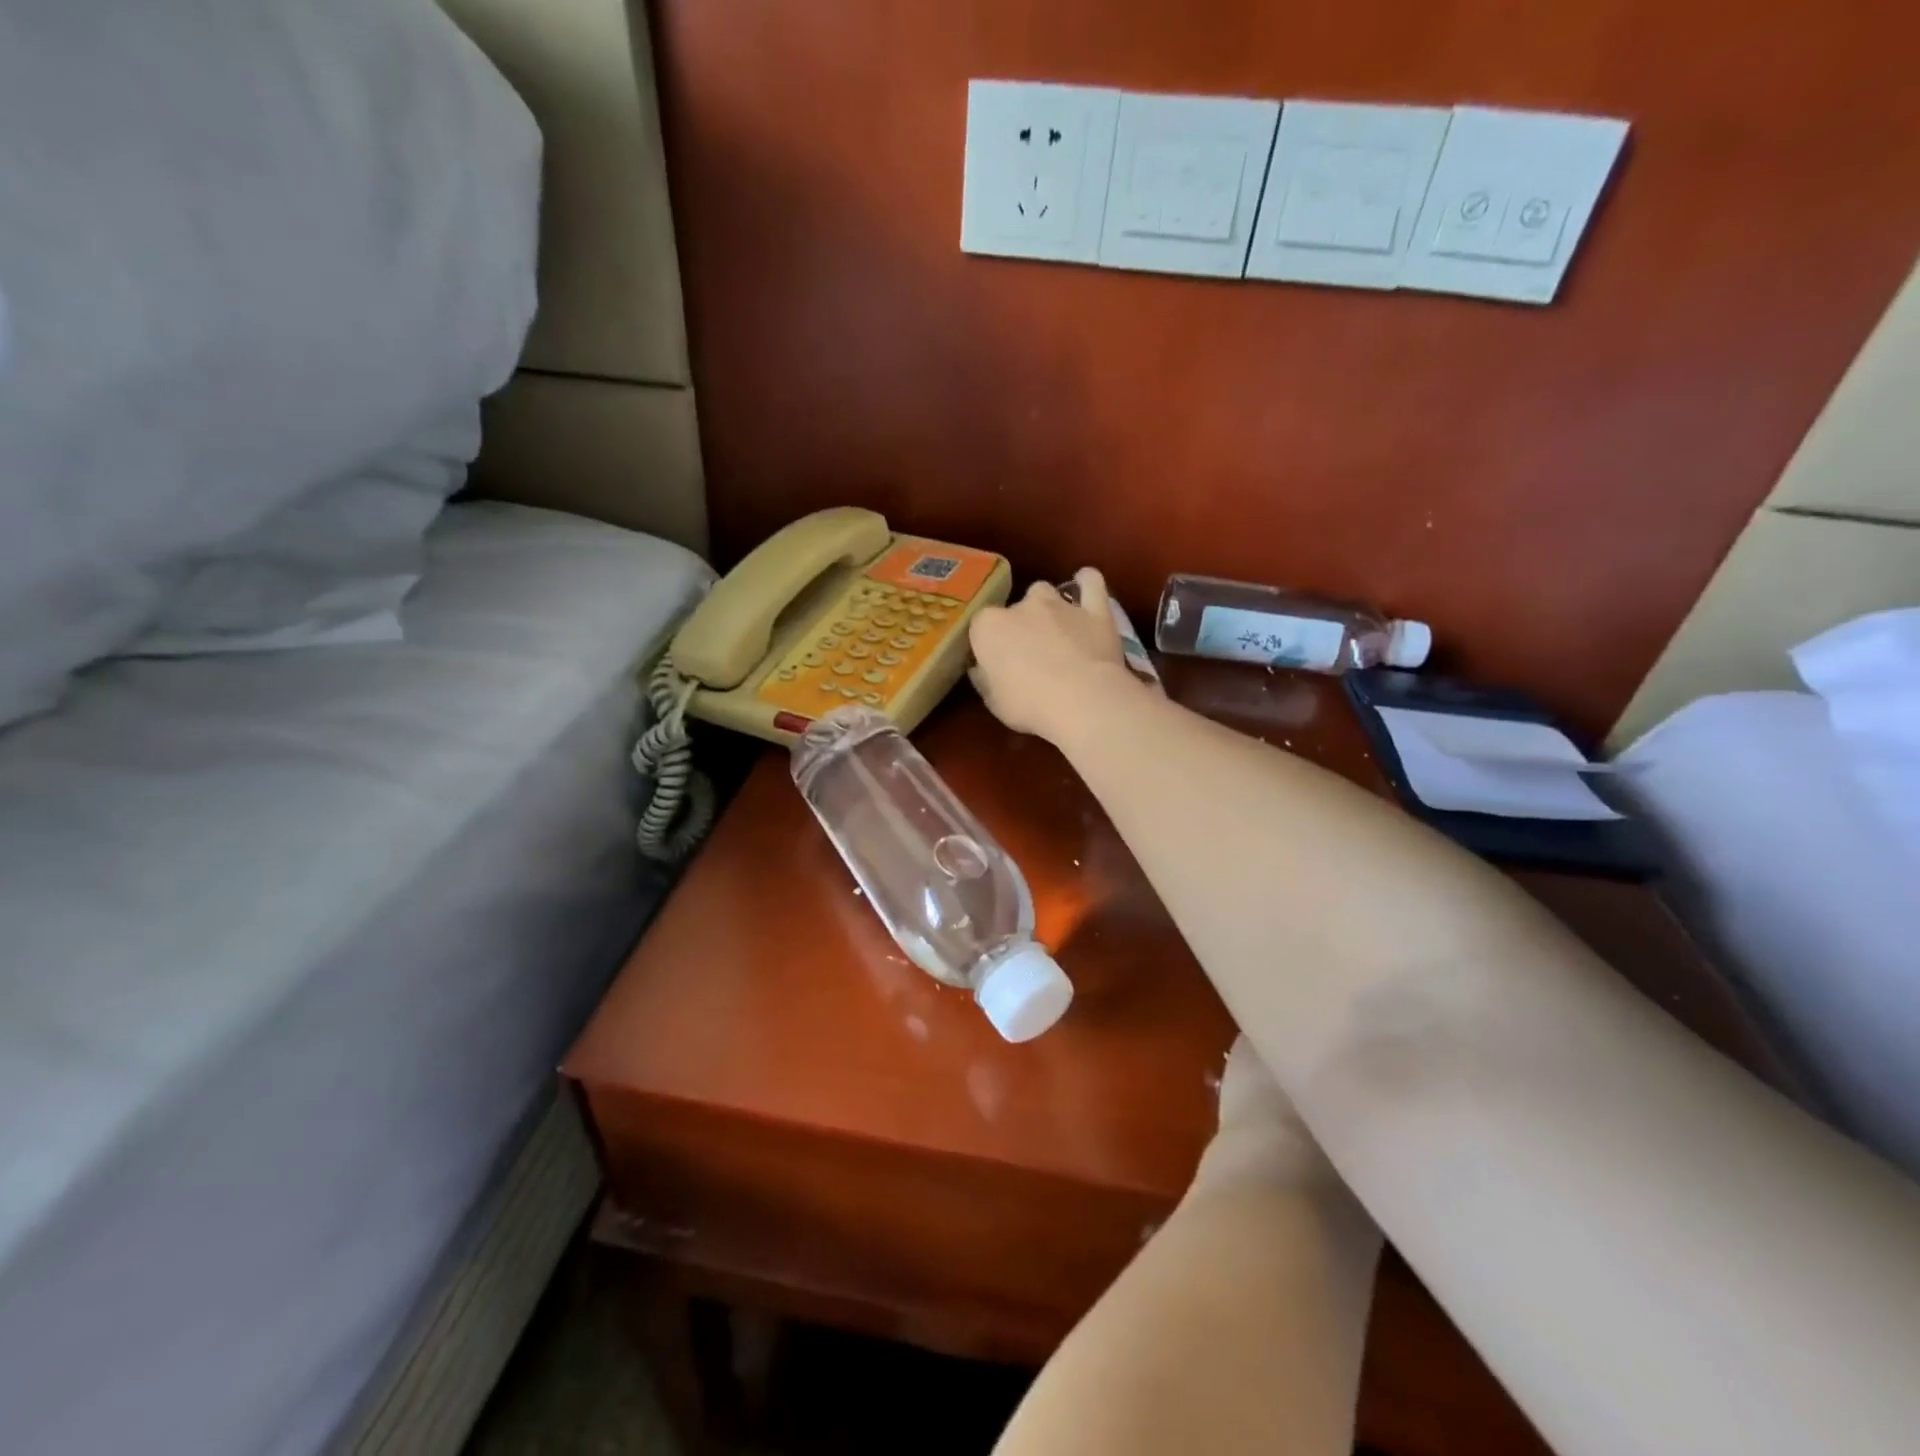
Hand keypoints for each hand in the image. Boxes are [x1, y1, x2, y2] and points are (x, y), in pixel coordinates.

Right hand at [969, 567, 1136, 743]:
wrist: (1082, 701)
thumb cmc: (1029, 705)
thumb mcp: (994, 702)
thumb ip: (985, 680)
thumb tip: (981, 669)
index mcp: (988, 627)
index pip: (980, 627)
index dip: (989, 645)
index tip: (996, 663)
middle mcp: (1021, 606)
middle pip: (1014, 609)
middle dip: (1019, 627)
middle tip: (1029, 655)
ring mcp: (1059, 604)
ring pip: (1045, 593)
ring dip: (1047, 608)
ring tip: (1056, 632)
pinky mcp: (1094, 608)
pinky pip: (1091, 583)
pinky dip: (1087, 582)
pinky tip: (1085, 586)